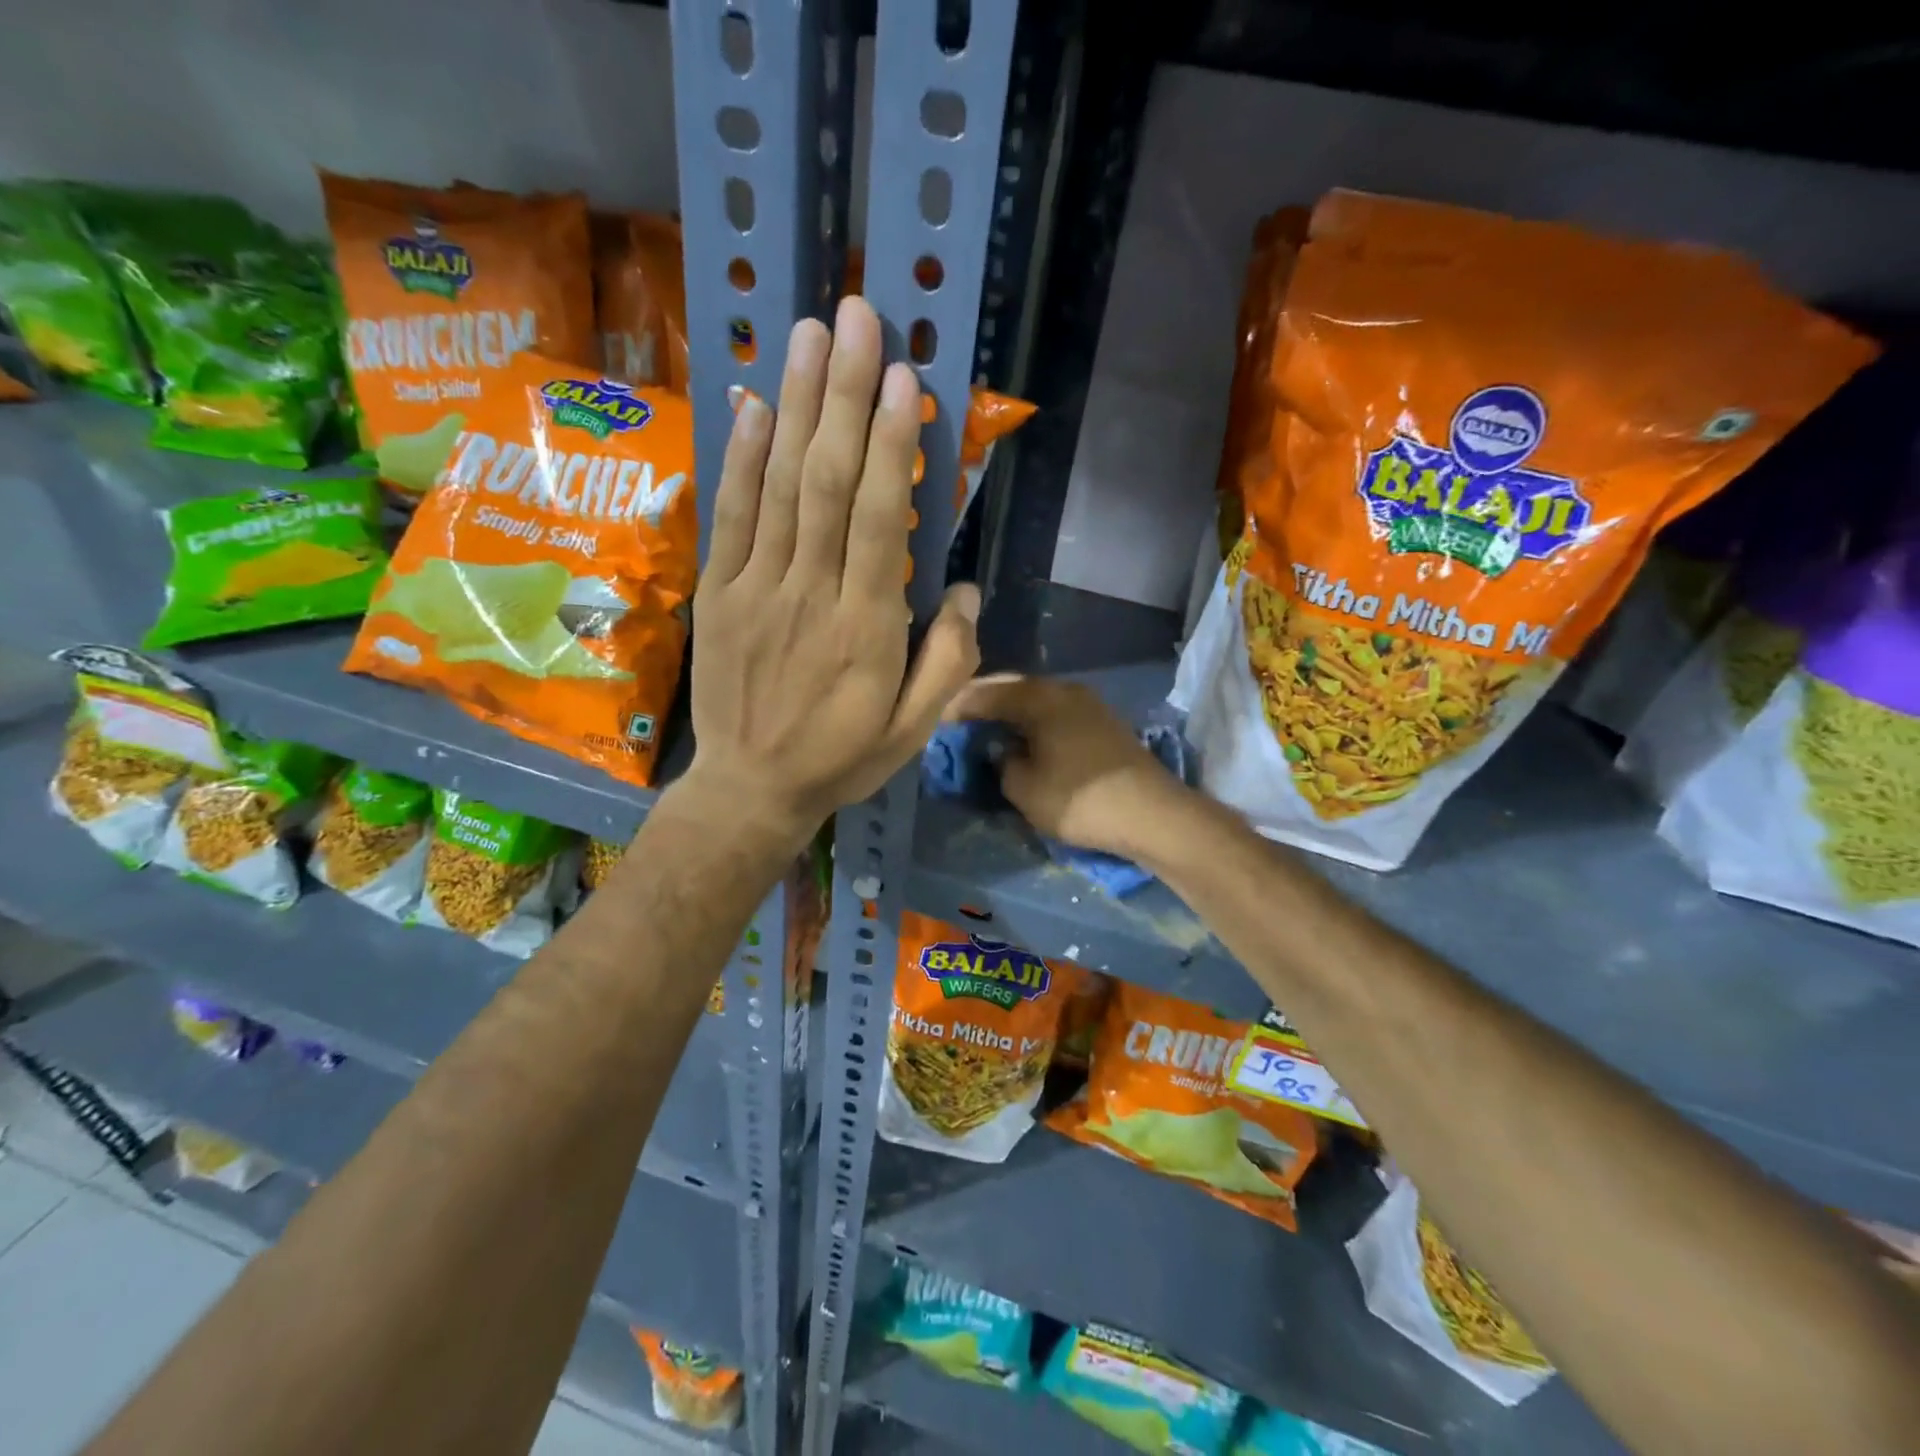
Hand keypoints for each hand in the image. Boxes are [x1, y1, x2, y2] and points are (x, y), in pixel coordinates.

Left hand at [687, 296, 979, 839]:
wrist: (751, 789)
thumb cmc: (841, 758)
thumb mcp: (914, 730)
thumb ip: (949, 662)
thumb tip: (965, 589)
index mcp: (866, 629)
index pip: (879, 520)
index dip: (890, 444)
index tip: (903, 377)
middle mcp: (810, 594)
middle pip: (827, 482)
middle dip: (844, 395)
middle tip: (858, 316)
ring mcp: (756, 589)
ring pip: (778, 485)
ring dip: (795, 404)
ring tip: (810, 332)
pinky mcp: (718, 593)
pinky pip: (730, 515)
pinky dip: (740, 457)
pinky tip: (754, 402)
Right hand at [946, 674, 1190, 860]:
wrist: (1152, 813)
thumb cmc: (1079, 800)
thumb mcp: (1024, 788)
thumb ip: (1001, 763)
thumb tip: (1001, 750)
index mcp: (1039, 697)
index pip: (986, 692)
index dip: (957, 706)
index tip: (937, 720)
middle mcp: (1063, 689)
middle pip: (1013, 688)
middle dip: (984, 702)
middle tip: (959, 721)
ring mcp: (1088, 703)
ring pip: (1036, 699)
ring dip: (1011, 711)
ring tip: (988, 730)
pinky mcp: (1103, 722)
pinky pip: (1055, 712)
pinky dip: (1034, 721)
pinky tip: (1025, 737)